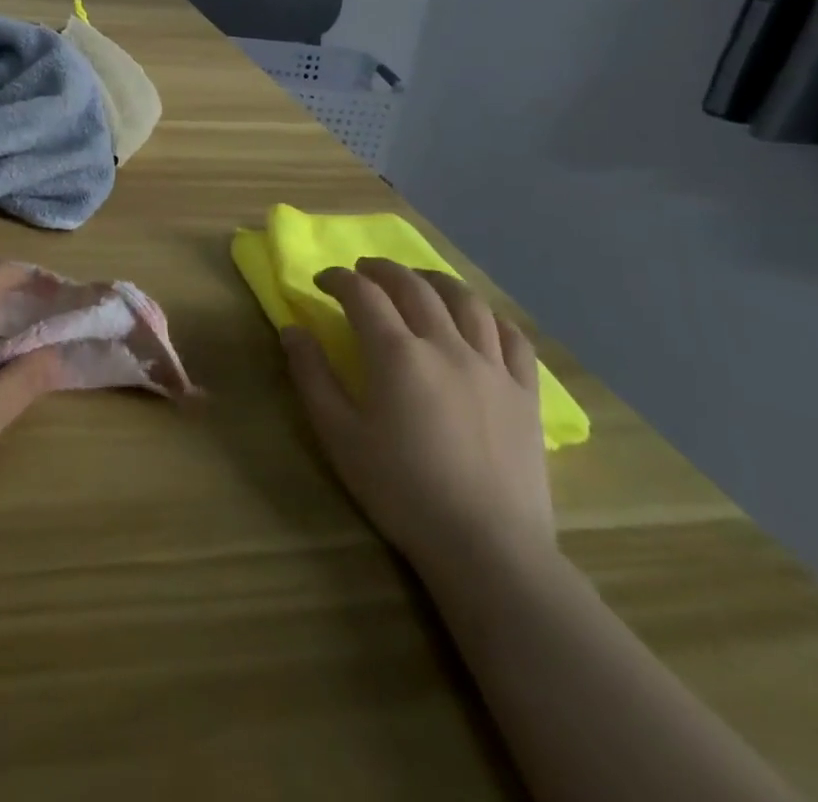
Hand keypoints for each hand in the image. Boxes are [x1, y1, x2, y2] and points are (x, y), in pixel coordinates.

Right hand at [280, 258, 554, 582]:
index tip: (321, 282)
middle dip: (382, 270)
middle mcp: (445, 345)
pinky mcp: (525, 392)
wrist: (486, 546)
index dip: (338, 279)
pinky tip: (480, 320)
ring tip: (419, 280)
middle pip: (413, 286)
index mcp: (396, 354)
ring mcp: (491, 366)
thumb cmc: (401, 490)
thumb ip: (312, 376)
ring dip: (436, 280)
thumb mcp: (338, 435)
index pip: (363, 294)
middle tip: (363, 271)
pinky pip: (513, 337)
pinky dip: (491, 317)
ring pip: (467, 301)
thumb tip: (292, 329)